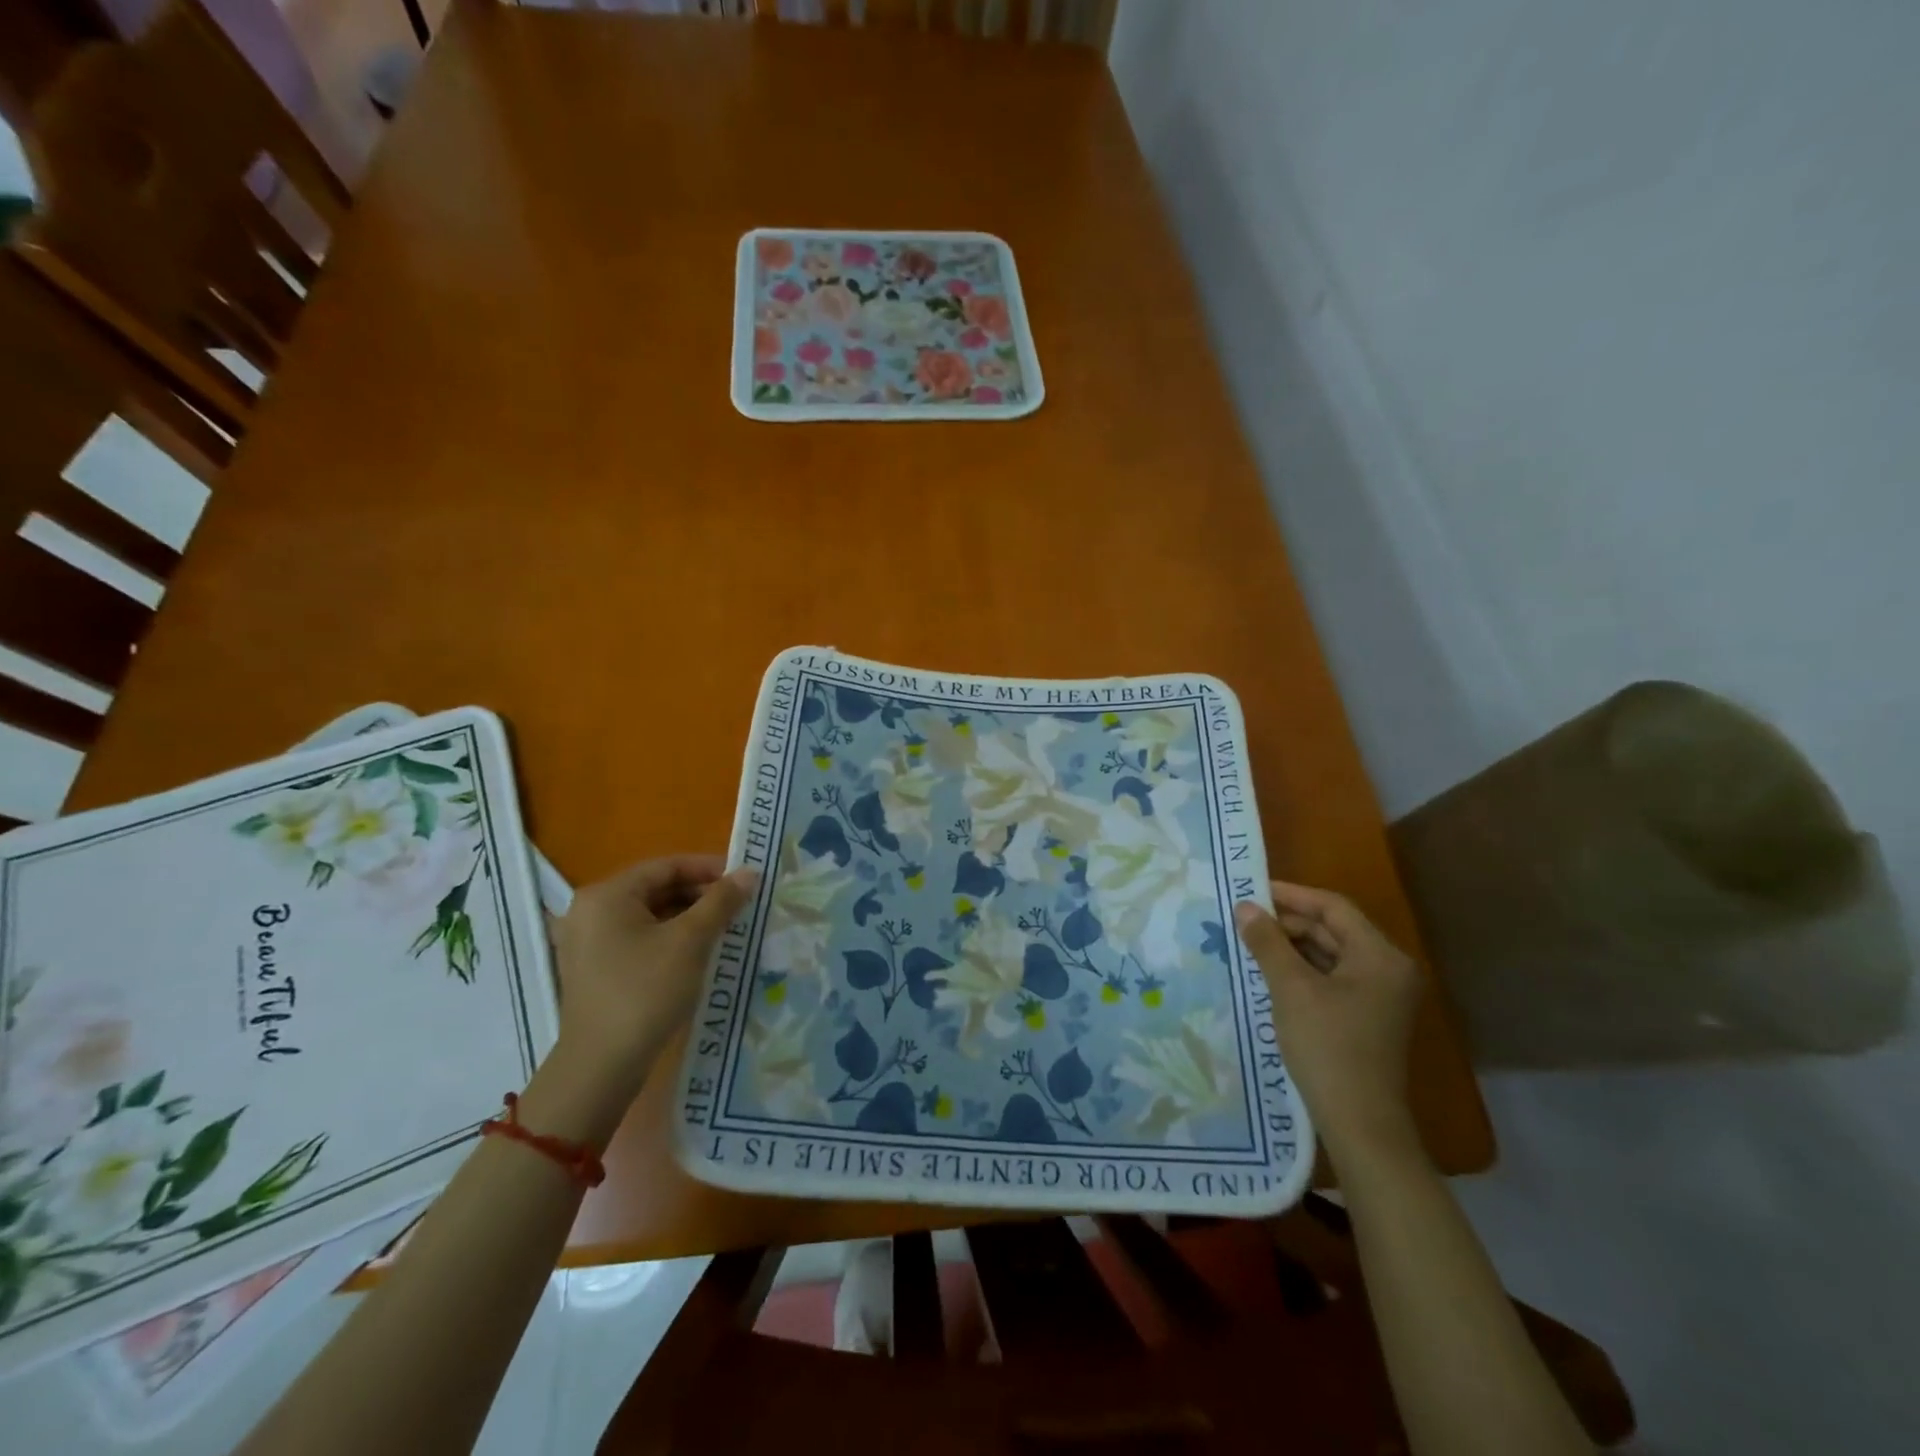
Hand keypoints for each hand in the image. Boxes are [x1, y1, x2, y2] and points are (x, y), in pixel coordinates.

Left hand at [549, 856, 756, 1100]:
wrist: (601, 1066)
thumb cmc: (645, 991)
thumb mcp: (691, 941)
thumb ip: (721, 901)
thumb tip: (750, 872)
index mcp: (607, 895)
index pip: (666, 866)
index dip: (708, 869)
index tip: (744, 879)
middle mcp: (591, 911)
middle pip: (656, 889)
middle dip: (700, 895)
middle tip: (739, 905)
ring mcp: (588, 942)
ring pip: (649, 916)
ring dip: (688, 918)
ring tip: (726, 928)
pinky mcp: (595, 969)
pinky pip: (639, 939)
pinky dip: (670, 938)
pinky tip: (699, 952)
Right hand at [1234, 881, 1423, 1168]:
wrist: (1360, 1123)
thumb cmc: (1328, 1047)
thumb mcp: (1291, 989)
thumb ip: (1267, 942)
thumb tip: (1244, 907)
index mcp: (1380, 956)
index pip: (1334, 907)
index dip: (1292, 895)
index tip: (1251, 891)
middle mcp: (1387, 969)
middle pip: (1334, 929)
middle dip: (1288, 922)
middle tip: (1244, 919)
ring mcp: (1380, 996)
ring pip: (1330, 955)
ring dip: (1292, 947)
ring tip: (1250, 942)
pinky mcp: (1367, 1017)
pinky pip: (1332, 978)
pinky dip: (1302, 970)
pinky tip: (1269, 973)